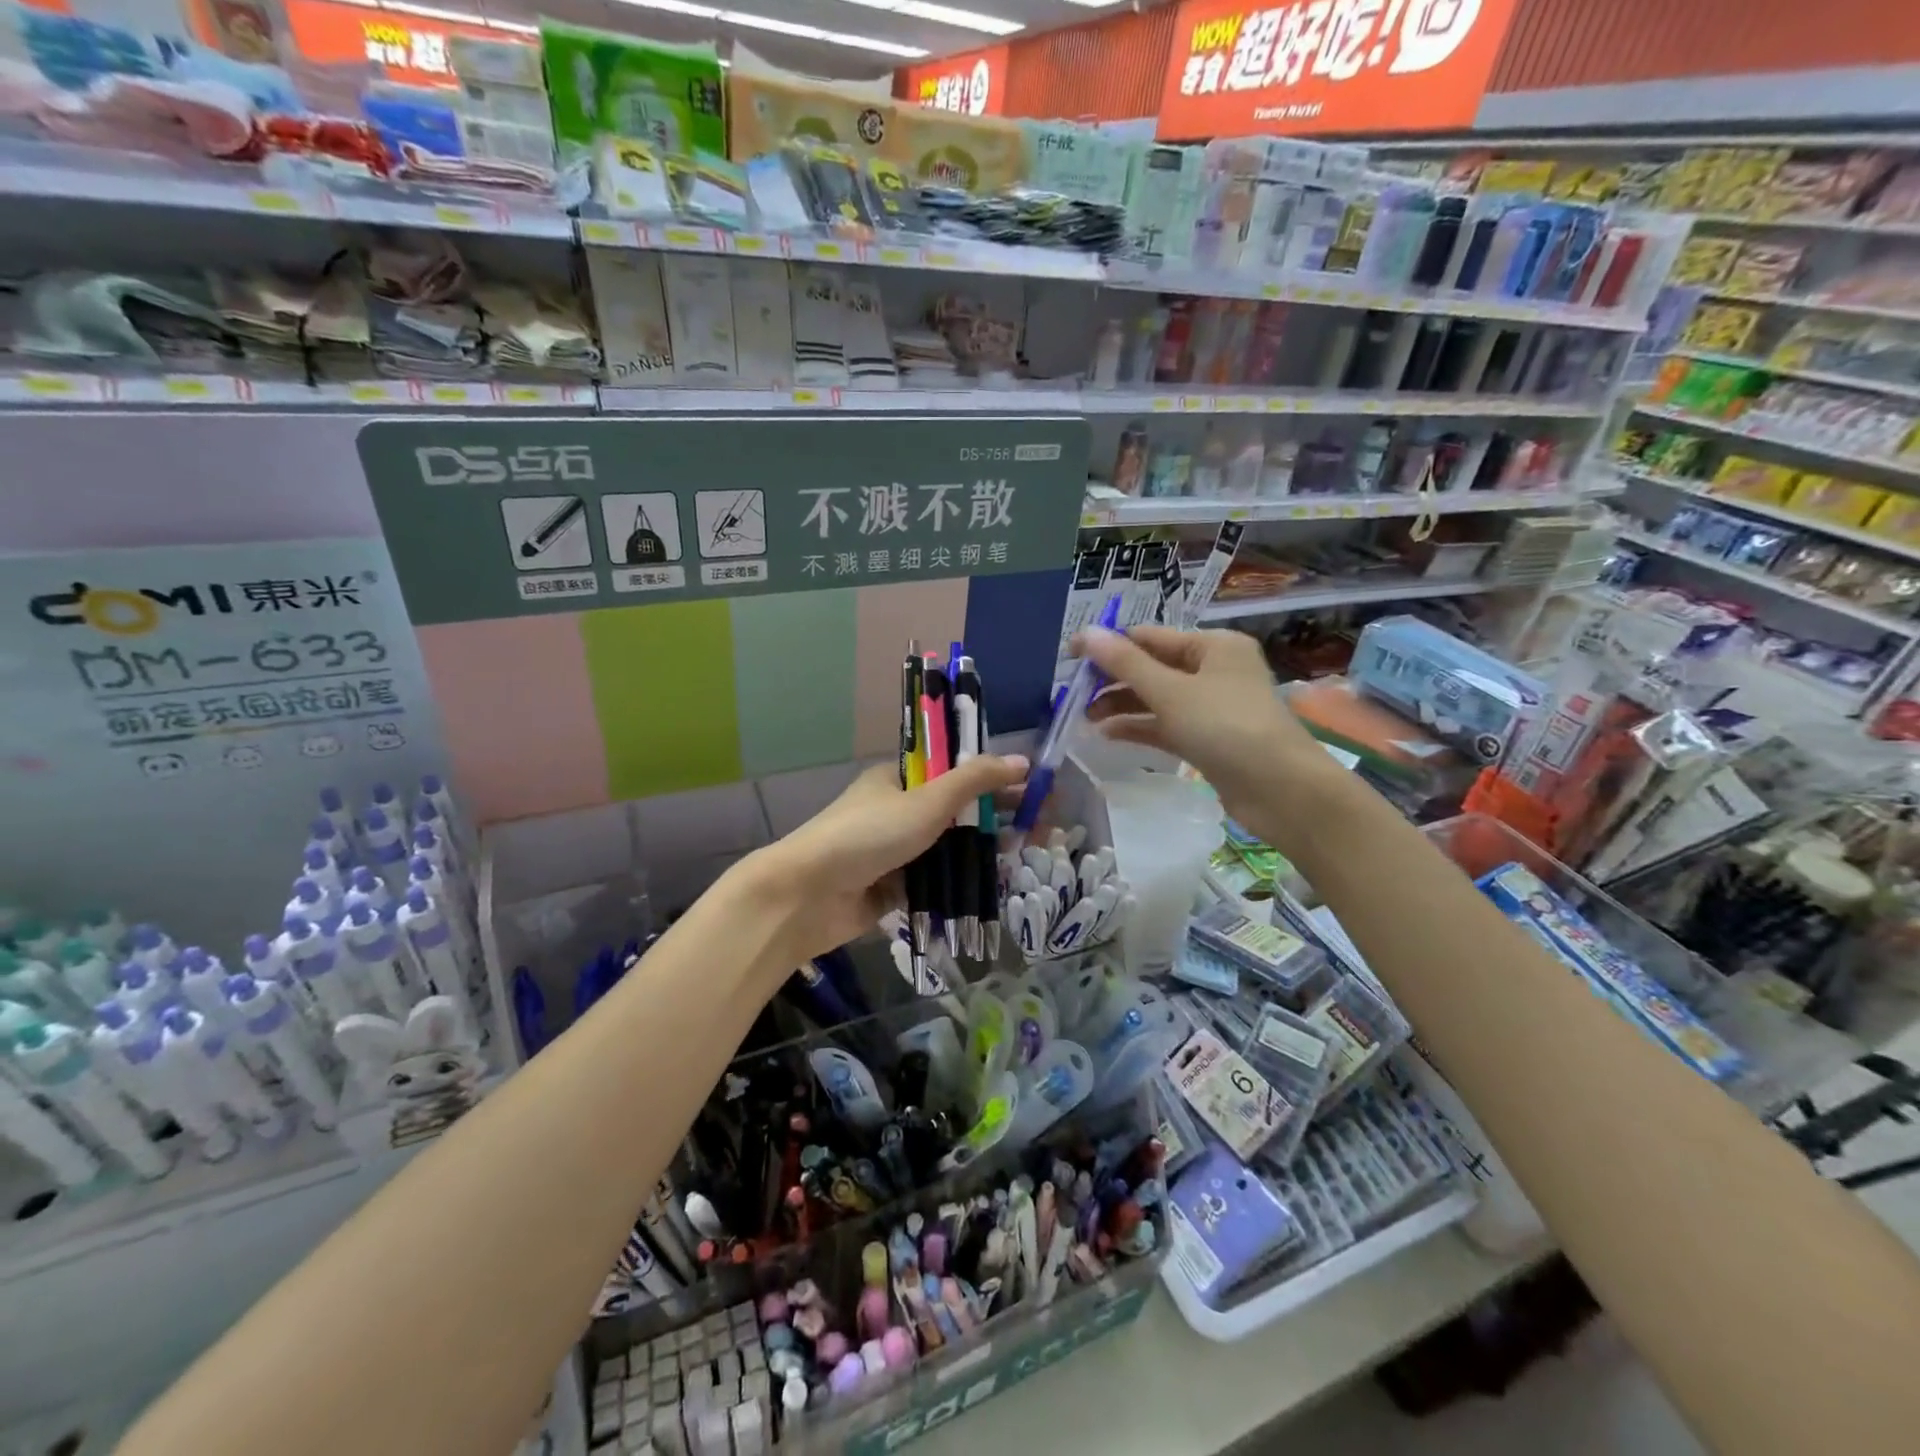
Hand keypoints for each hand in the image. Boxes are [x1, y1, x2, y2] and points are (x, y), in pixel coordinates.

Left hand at [741, 756, 1028, 966]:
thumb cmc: (867, 836)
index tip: (1033, 790)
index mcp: (900, 779)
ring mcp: (896, 851)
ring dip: (984, 852)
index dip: (995, 778)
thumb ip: (973, 780)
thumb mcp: (925, 801)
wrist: (806, 896)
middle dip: (998, 818)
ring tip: (1027, 857)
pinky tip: (996, 886)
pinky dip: (962, 882)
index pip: (956, 771)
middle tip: (1042, 830)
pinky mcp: (894, 887)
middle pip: (958, 811)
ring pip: (950, 848)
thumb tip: (1021, 761)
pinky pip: (937, 880)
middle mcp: (898, 810)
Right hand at [1075, 624, 1325, 828]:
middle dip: (1113, 680)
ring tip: (1085, 719)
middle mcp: (1214, 669)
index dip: (1108, 645)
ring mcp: (1212, 706)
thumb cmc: (1225, 727)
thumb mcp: (1170, 691)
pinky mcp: (1208, 738)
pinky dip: (1139, 727)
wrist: (1280, 790)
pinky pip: (1166, 725)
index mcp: (1213, 645)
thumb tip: (1085, 633)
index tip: (1069, 658)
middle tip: (1073, 695)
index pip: (1149, 637)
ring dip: (1121, 705)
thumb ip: (1125, 664)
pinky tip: (1108, 735)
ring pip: (1156, 698)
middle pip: (1152, 667)